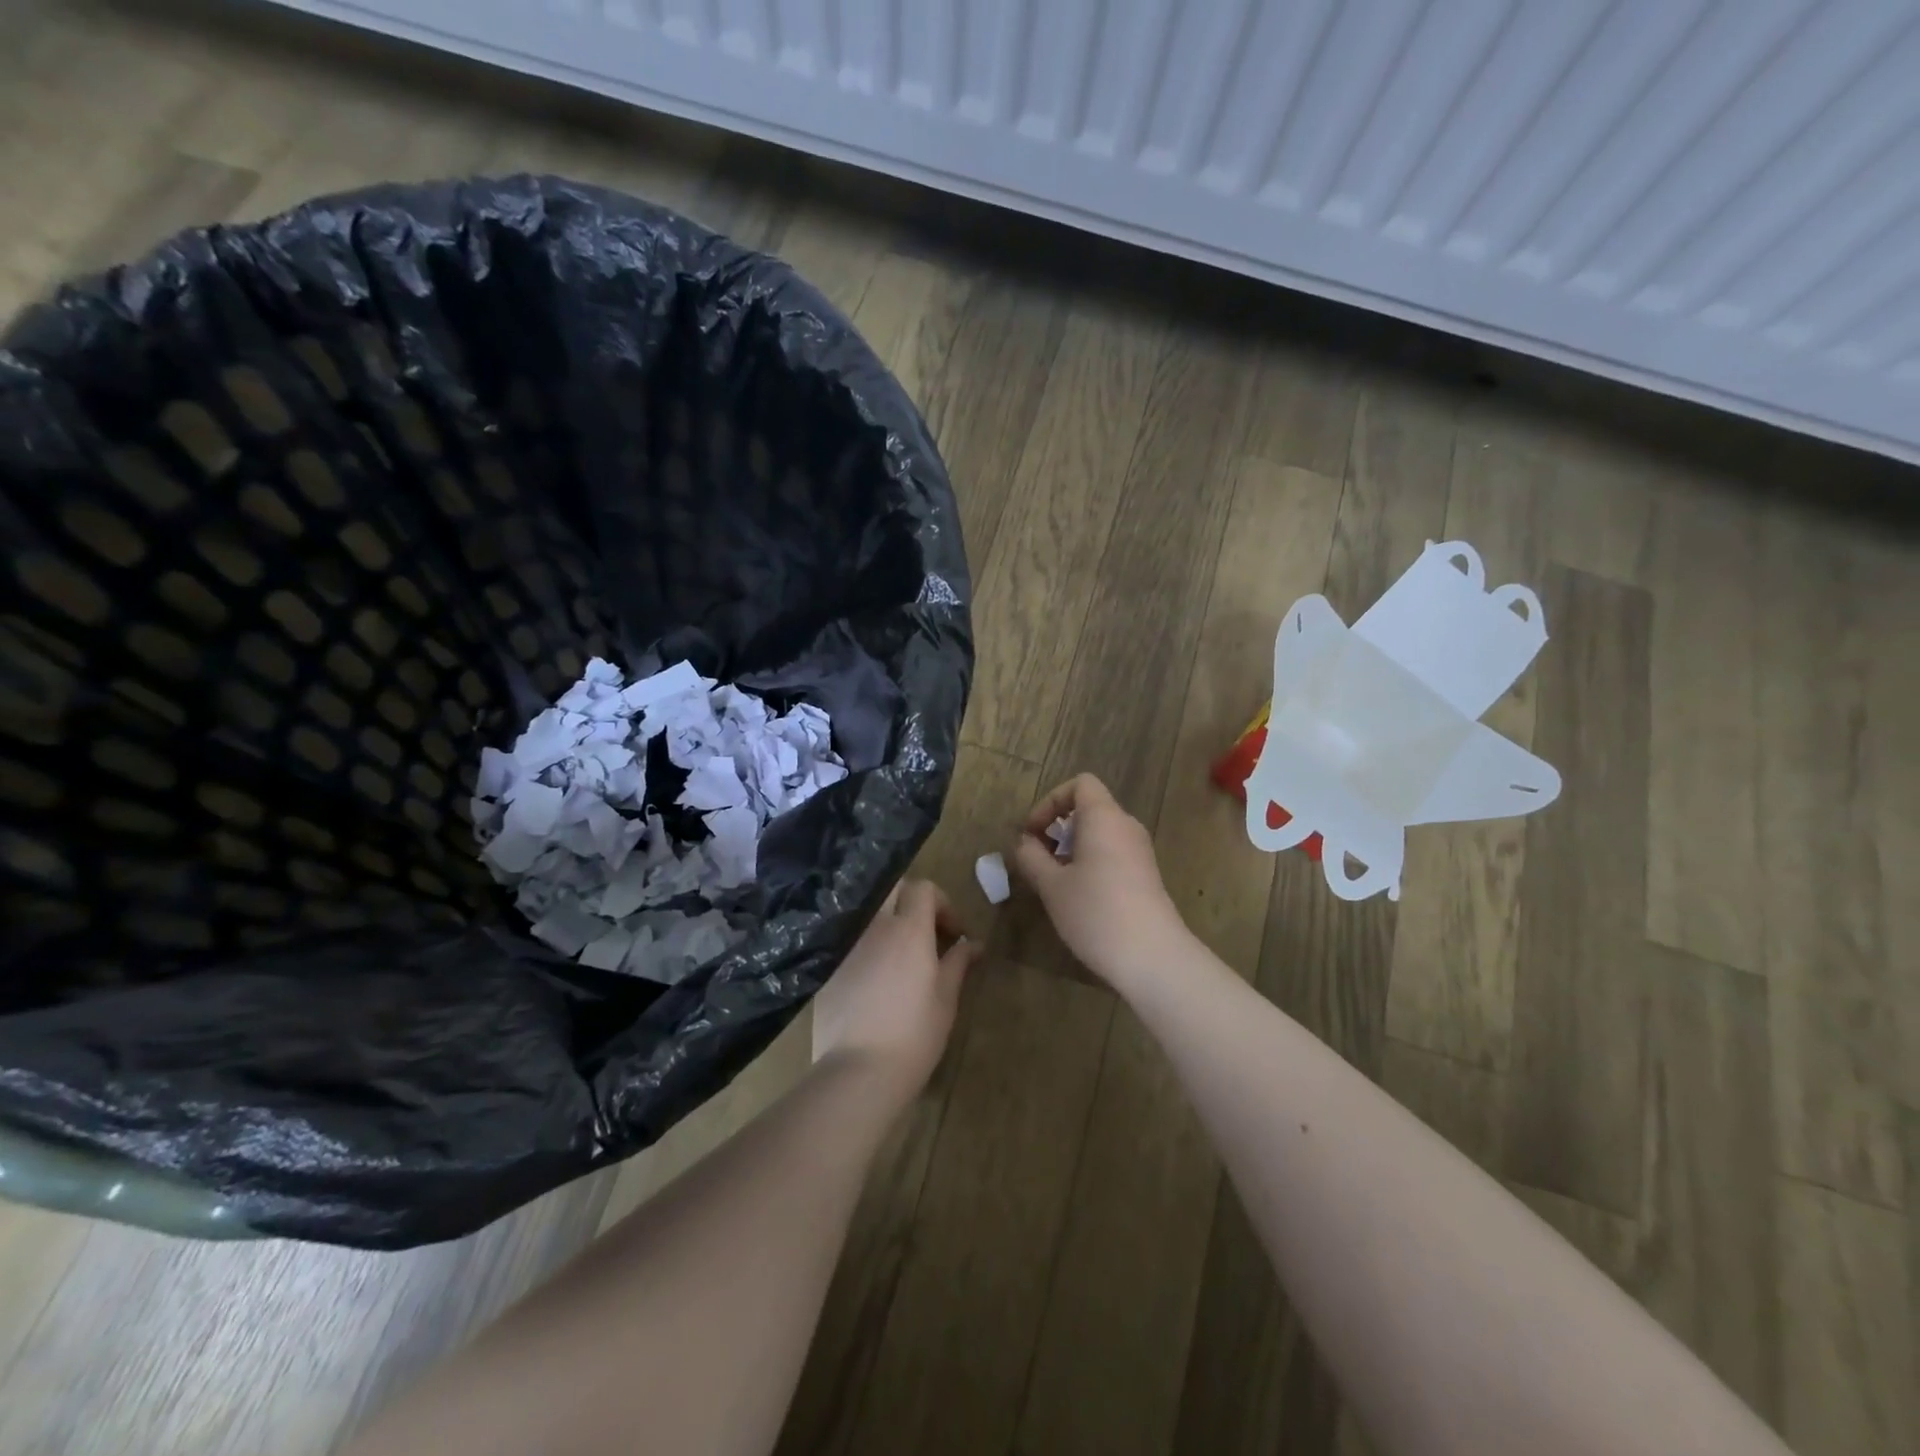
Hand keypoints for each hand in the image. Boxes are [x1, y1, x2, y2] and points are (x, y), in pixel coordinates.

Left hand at [811, 879, 978, 1094]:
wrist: (858, 1070)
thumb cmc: (914, 1034)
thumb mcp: (945, 998)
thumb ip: (958, 962)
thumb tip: (973, 943)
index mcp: (909, 929)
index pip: (923, 888)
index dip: (942, 903)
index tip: (953, 933)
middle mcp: (875, 925)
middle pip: (892, 889)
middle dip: (911, 901)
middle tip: (926, 932)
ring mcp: (847, 943)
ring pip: (869, 911)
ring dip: (887, 921)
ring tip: (900, 953)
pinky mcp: (828, 964)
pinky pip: (850, 937)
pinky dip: (866, 943)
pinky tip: (874, 975)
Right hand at [1011, 774, 1187, 989]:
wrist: (1153, 956)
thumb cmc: (1096, 912)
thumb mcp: (1052, 886)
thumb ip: (1032, 858)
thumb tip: (1025, 844)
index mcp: (1104, 817)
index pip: (1080, 784)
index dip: (1051, 801)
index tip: (1033, 832)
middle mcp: (1126, 826)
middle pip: (1089, 809)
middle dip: (1057, 828)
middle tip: (1037, 859)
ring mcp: (1140, 852)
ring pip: (1100, 834)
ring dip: (1071, 848)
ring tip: (1053, 881)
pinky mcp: (1146, 876)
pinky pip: (1112, 853)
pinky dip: (1090, 862)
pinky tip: (1078, 896)